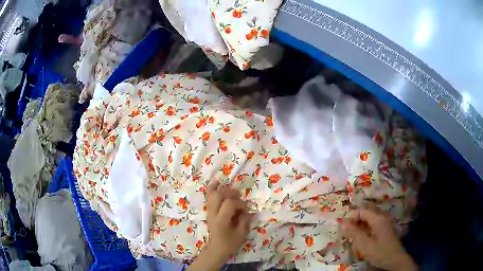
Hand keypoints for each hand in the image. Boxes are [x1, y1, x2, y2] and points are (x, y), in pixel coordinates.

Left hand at [206, 181, 251, 258]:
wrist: (216, 249)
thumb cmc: (229, 243)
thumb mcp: (242, 234)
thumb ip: (245, 220)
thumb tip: (247, 209)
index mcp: (221, 221)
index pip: (229, 204)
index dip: (239, 203)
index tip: (245, 208)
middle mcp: (213, 214)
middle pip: (218, 196)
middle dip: (230, 192)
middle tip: (239, 195)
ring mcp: (209, 212)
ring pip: (212, 195)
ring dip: (222, 189)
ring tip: (231, 188)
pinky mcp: (208, 211)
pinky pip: (209, 197)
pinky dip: (212, 189)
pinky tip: (216, 182)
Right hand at [341, 208, 416, 270]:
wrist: (395, 259)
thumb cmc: (380, 252)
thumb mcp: (365, 244)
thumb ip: (354, 233)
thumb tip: (341, 224)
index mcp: (378, 218)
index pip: (362, 210)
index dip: (351, 218)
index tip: (343, 229)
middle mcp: (381, 217)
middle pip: (365, 213)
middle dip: (355, 221)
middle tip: (347, 233)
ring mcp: (383, 222)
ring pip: (368, 219)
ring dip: (359, 226)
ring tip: (353, 237)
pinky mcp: (383, 229)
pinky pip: (371, 224)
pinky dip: (364, 229)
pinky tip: (361, 239)